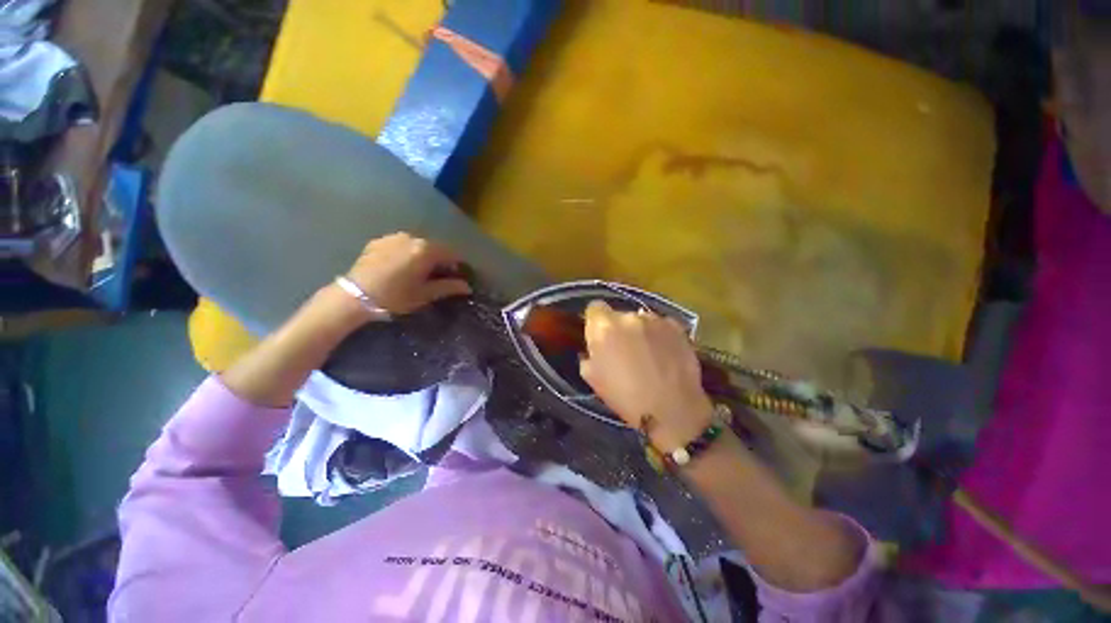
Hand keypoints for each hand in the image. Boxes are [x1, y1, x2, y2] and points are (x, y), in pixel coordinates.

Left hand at [344, 232, 471, 315]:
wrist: (355, 296)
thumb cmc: (395, 297)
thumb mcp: (425, 294)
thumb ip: (448, 287)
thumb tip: (467, 287)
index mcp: (426, 250)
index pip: (452, 254)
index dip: (458, 266)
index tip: (458, 277)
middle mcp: (412, 238)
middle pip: (435, 247)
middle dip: (441, 260)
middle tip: (439, 276)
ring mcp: (394, 237)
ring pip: (418, 245)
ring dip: (423, 255)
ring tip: (419, 272)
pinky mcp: (379, 240)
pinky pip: (401, 244)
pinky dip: (407, 253)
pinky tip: (401, 267)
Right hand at [579, 300, 713, 450]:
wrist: (671, 409)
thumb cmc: (625, 397)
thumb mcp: (592, 378)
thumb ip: (589, 354)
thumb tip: (594, 347)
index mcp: (604, 327)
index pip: (594, 307)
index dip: (595, 321)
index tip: (599, 335)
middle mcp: (628, 316)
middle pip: (618, 315)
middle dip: (619, 329)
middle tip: (624, 350)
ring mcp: (655, 319)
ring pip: (640, 319)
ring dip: (640, 331)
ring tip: (648, 353)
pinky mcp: (676, 326)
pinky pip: (661, 325)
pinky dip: (659, 335)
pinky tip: (664, 354)